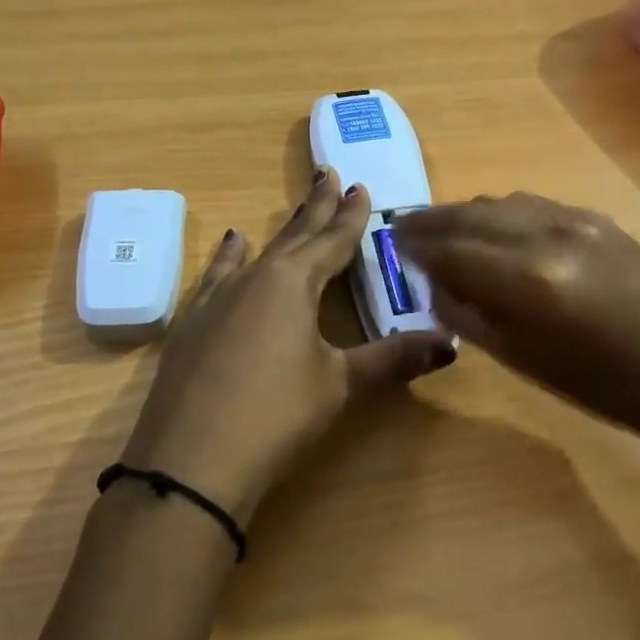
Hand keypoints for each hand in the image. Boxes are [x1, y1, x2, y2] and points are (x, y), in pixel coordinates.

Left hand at [121, 168, 455, 522]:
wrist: (190, 463)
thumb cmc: (276, 416)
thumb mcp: (340, 386)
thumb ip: (392, 360)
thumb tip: (450, 344)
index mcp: (293, 284)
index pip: (331, 241)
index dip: (350, 217)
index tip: (361, 188)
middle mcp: (254, 280)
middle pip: (294, 237)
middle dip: (316, 208)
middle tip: (329, 175)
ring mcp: (216, 301)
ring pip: (256, 253)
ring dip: (278, 232)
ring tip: (289, 207)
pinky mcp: (191, 325)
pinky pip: (217, 277)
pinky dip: (229, 259)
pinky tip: (231, 247)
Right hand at [395, 193, 639, 440]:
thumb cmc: (603, 386)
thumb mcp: (522, 361)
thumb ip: (469, 316)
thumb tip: (435, 285)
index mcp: (525, 278)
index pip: (450, 248)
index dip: (416, 245)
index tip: (392, 243)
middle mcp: (546, 235)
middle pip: (471, 214)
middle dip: (432, 220)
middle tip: (405, 228)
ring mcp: (577, 221)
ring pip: (502, 203)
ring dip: (467, 214)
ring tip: (446, 229)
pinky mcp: (599, 220)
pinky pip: (535, 205)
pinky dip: (503, 213)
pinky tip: (497, 228)